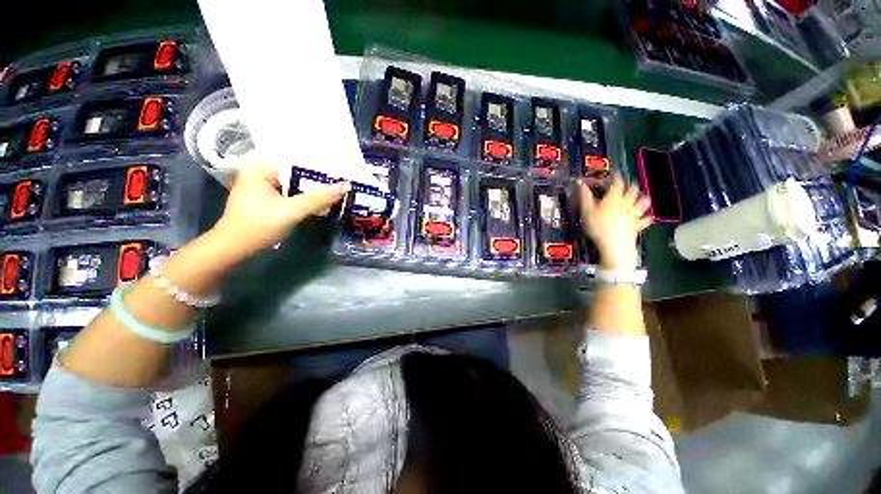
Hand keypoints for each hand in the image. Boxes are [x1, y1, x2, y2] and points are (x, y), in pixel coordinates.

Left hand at [212, 161, 347, 258]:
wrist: (234, 249)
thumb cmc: (258, 226)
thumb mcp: (291, 211)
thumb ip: (318, 198)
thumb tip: (345, 187)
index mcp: (260, 168)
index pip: (297, 165)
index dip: (320, 172)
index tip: (341, 177)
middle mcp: (260, 173)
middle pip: (296, 176)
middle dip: (317, 183)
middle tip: (343, 186)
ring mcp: (262, 187)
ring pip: (295, 186)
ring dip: (312, 192)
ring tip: (336, 193)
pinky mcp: (266, 199)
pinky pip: (291, 195)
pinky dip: (304, 199)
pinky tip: (320, 202)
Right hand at [579, 174, 651, 270]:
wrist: (614, 245)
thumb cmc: (598, 227)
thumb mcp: (586, 211)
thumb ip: (584, 196)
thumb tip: (580, 182)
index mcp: (614, 198)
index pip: (617, 183)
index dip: (616, 177)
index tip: (615, 173)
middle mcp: (626, 203)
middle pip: (632, 191)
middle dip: (630, 185)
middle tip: (627, 183)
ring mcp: (634, 215)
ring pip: (642, 202)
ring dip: (642, 198)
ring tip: (641, 196)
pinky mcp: (637, 226)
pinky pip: (645, 220)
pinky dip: (647, 217)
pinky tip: (648, 217)